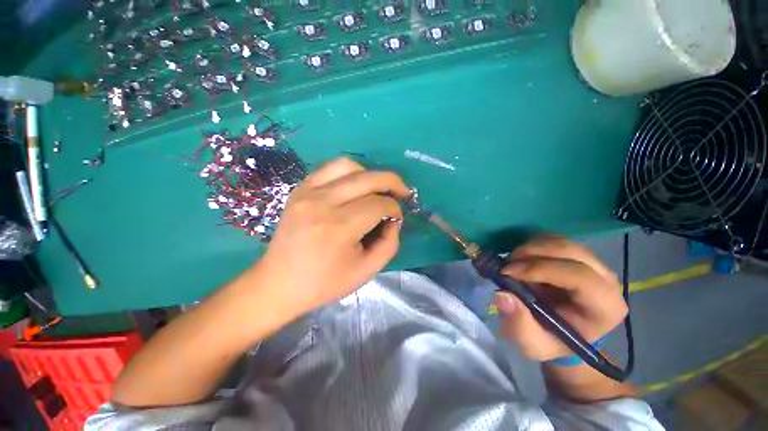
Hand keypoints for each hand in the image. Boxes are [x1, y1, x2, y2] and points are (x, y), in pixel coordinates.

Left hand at [257, 158, 409, 319]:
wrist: (279, 283)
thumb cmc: (324, 282)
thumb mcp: (367, 271)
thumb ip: (390, 243)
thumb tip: (394, 219)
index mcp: (338, 228)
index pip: (378, 205)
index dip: (394, 209)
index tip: (396, 218)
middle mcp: (322, 203)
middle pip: (368, 179)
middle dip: (392, 182)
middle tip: (402, 192)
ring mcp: (307, 192)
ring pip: (349, 165)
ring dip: (370, 174)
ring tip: (378, 189)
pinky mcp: (299, 189)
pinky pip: (330, 168)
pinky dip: (349, 172)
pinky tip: (355, 185)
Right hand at [493, 236, 626, 360]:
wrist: (561, 331)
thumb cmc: (551, 340)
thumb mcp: (533, 343)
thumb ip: (519, 324)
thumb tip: (502, 295)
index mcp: (604, 308)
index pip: (581, 277)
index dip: (541, 269)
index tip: (508, 272)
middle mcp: (606, 280)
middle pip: (571, 251)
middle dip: (532, 253)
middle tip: (506, 263)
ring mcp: (594, 263)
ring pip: (561, 241)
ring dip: (530, 247)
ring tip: (511, 262)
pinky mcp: (577, 254)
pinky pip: (554, 239)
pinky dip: (532, 244)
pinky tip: (521, 258)